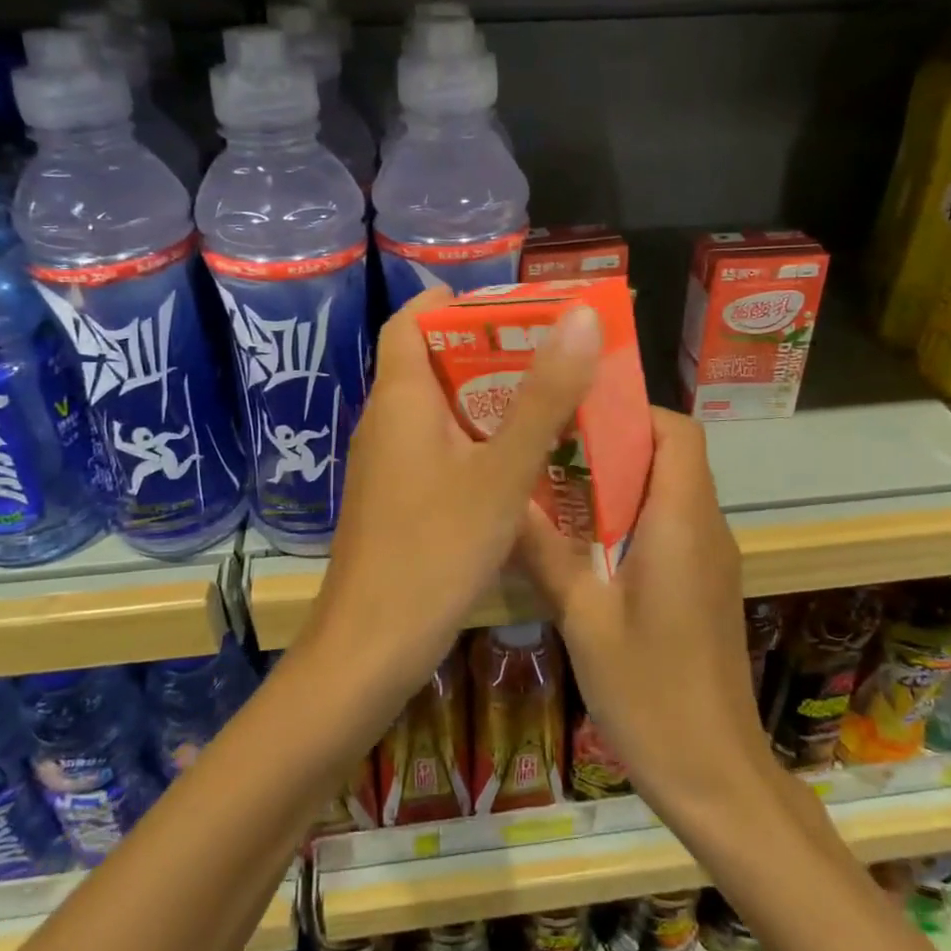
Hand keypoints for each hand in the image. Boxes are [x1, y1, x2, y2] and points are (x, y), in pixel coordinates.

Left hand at [306, 286, 601, 706]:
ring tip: (545, 401)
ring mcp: (384, 465)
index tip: (510, 305)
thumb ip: (543, 397)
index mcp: (400, 399)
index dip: (452, 302)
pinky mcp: (393, 501)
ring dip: (484, 399)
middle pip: (429, 363)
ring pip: (436, 411)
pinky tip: (515, 465)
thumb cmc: (434, 550)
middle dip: (486, 350)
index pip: (410, 322)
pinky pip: (435, 450)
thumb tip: (580, 316)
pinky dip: (473, 442)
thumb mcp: (502, 472)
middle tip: (549, 354)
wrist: (370, 648)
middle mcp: (384, 423)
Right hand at [518, 409, 769, 822]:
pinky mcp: (704, 585)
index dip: (632, 411)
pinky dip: (631, 515)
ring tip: (555, 487)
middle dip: (614, 442)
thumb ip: (546, 553)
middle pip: (672, 455)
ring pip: (670, 489)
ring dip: (620, 480)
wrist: (716, 774)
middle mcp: (706, 529)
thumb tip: (503, 500)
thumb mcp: (584, 619)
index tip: (575, 416)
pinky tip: (583, 543)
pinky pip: (671, 525)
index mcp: (682, 524)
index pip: (677, 432)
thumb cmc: (651, 693)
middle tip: (549, 448)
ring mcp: (710, 559)